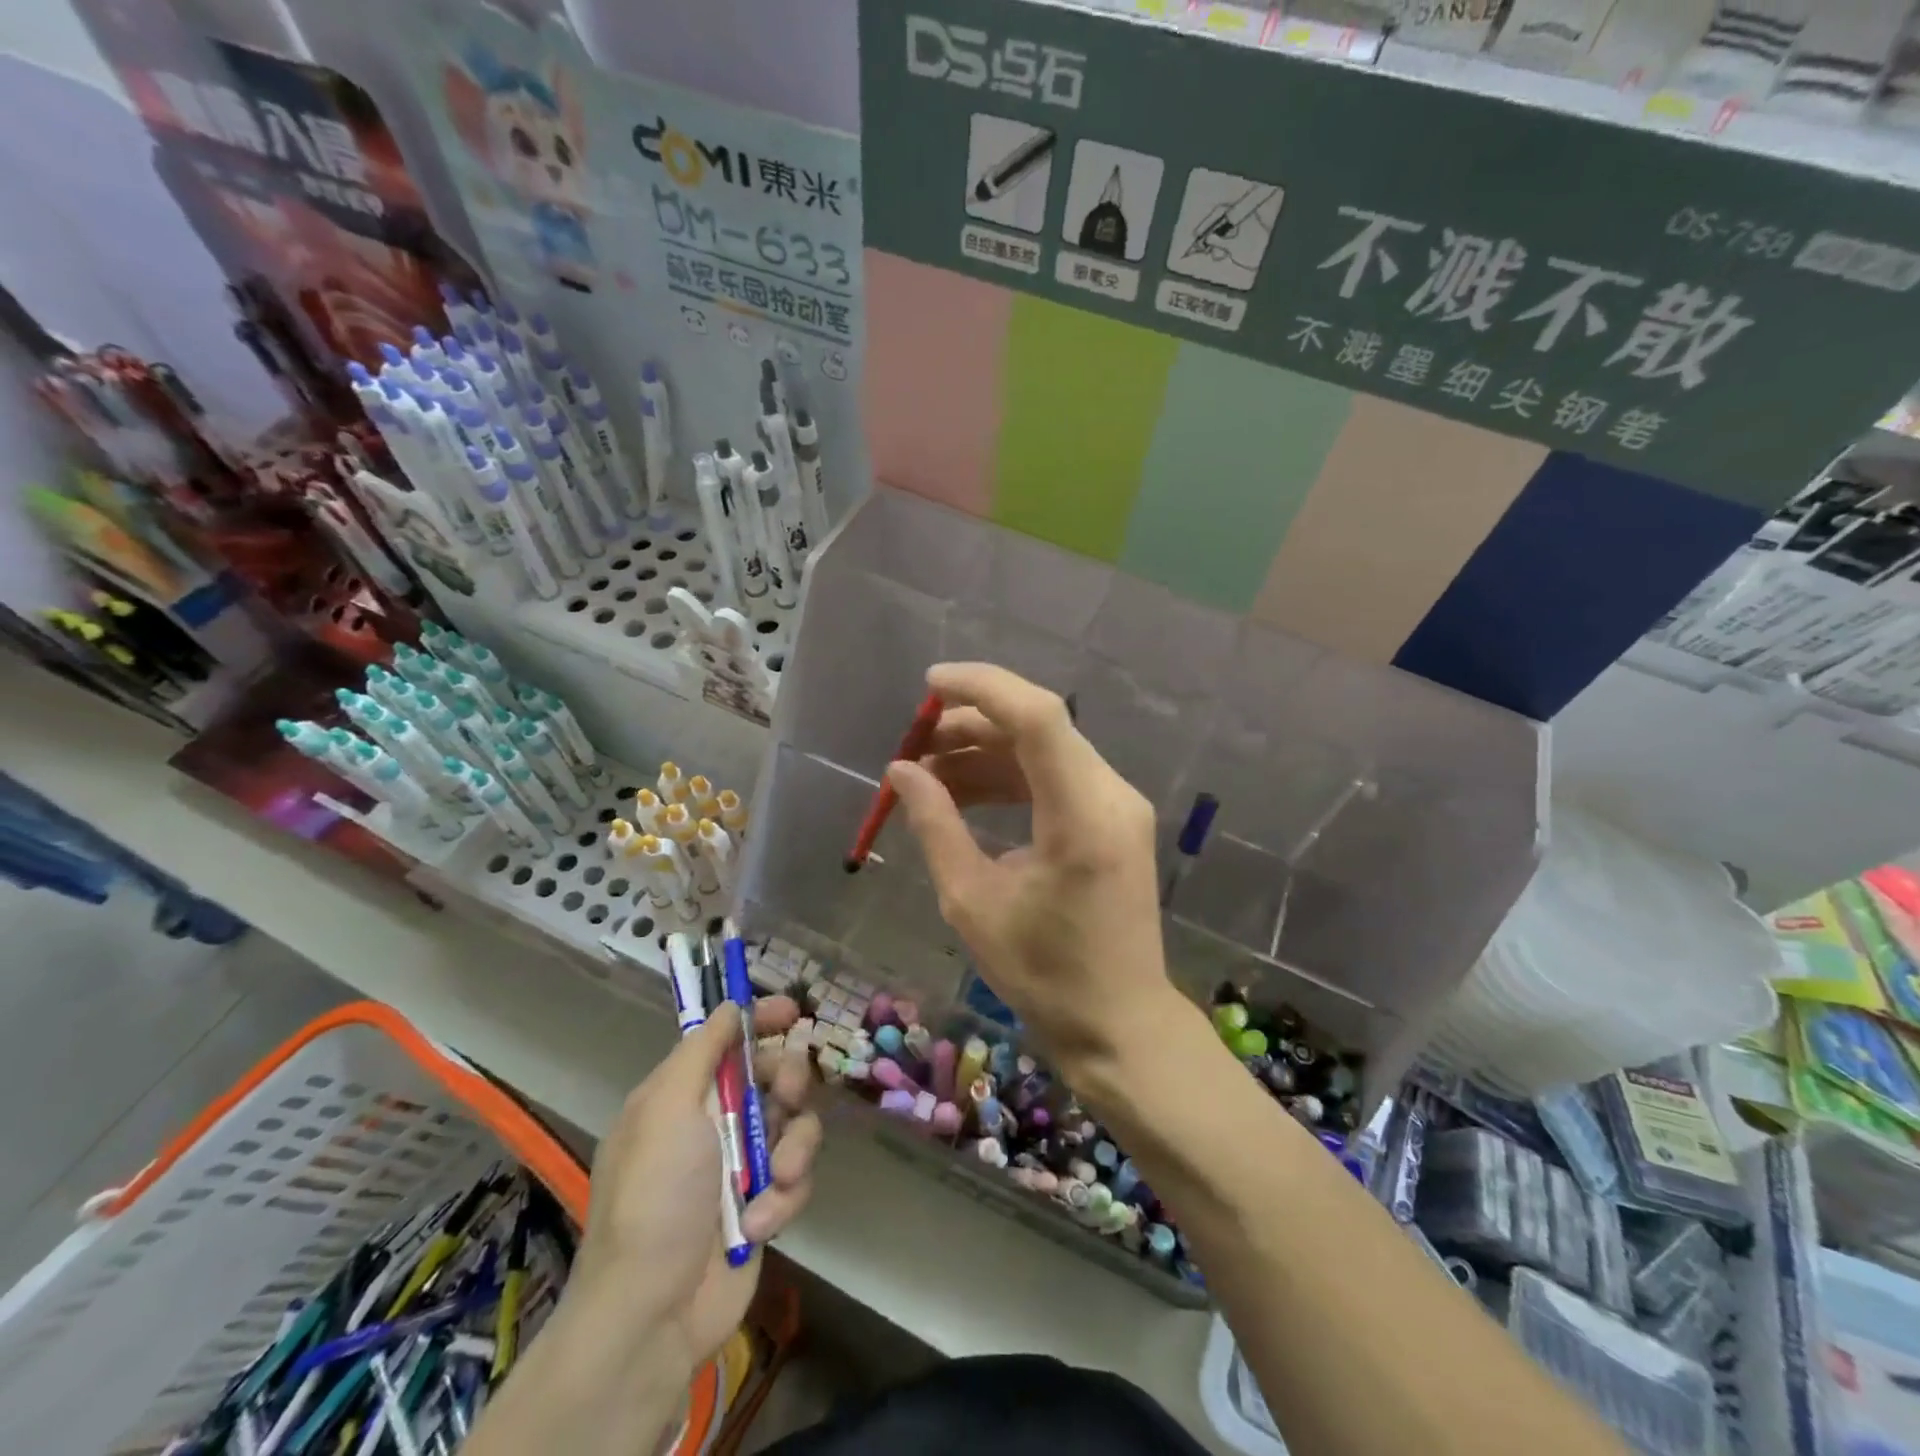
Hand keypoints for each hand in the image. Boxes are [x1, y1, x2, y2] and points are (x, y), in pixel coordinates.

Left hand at [569, 997, 819, 1381]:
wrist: (653, 1314)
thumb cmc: (656, 1197)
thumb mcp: (667, 1109)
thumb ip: (702, 1050)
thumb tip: (729, 1005)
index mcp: (682, 1095)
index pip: (727, 1039)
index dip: (759, 1020)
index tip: (792, 1012)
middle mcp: (713, 1123)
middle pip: (773, 1074)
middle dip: (790, 1081)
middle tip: (789, 1096)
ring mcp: (740, 1165)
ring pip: (796, 1125)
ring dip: (793, 1148)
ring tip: (775, 1178)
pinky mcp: (763, 1204)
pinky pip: (796, 1177)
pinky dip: (783, 1196)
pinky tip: (760, 1222)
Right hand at [887, 663, 1178, 1073]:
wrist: (1119, 1021)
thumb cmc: (1043, 973)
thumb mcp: (972, 901)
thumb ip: (934, 825)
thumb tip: (900, 771)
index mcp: (1082, 816)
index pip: (1037, 717)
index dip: (982, 687)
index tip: (929, 684)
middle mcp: (1111, 796)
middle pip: (1040, 726)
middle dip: (972, 723)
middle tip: (916, 743)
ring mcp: (1119, 805)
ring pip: (1046, 749)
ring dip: (987, 751)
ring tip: (928, 773)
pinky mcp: (1114, 819)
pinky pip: (1057, 776)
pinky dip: (1010, 776)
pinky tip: (965, 793)